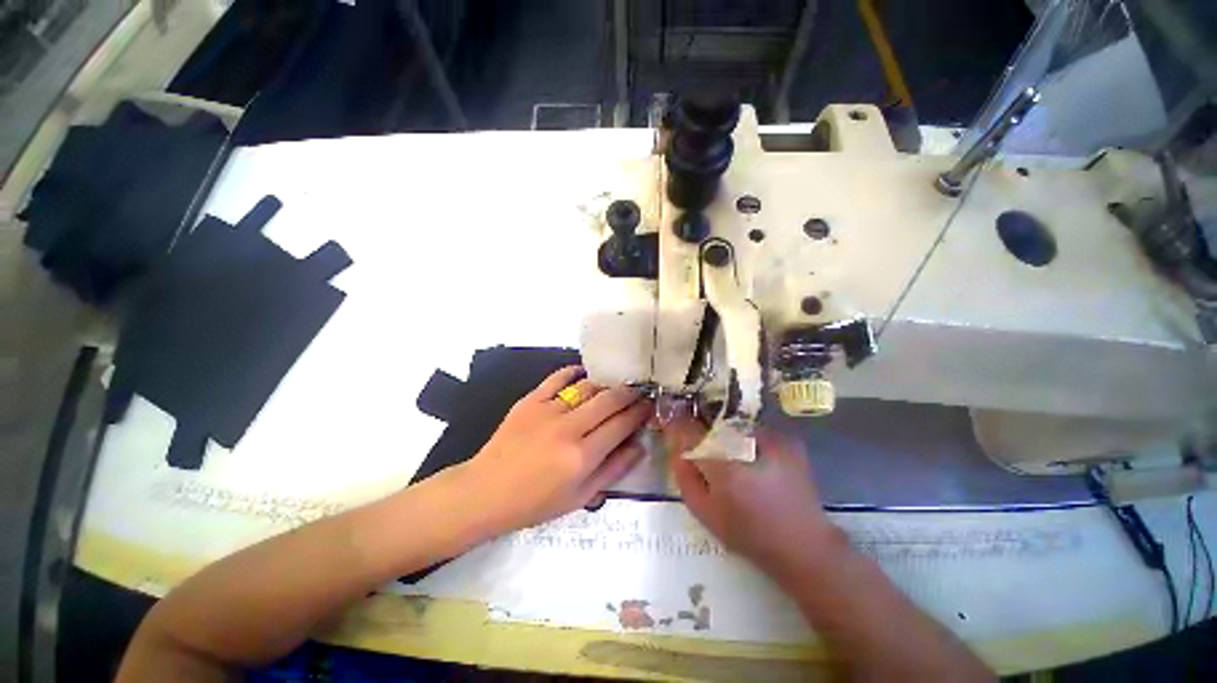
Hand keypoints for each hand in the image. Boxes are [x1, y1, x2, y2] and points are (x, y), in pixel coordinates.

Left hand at [456, 366, 651, 535]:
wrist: (486, 492)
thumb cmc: (535, 502)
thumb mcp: (580, 497)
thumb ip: (613, 470)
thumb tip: (640, 446)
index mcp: (582, 456)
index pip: (621, 424)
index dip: (640, 412)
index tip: (649, 405)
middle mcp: (569, 428)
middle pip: (609, 400)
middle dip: (629, 393)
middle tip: (639, 390)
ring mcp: (548, 410)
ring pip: (587, 387)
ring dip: (607, 383)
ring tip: (616, 383)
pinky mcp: (531, 400)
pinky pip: (557, 378)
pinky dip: (574, 372)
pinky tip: (584, 372)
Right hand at [665, 414, 841, 585]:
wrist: (804, 546)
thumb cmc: (748, 534)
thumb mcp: (704, 511)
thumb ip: (684, 475)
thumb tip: (675, 447)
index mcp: (724, 467)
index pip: (690, 431)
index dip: (677, 424)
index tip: (669, 422)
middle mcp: (748, 444)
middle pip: (710, 424)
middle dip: (701, 432)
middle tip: (700, 449)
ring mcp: (771, 438)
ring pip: (732, 426)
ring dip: (723, 437)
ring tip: (729, 459)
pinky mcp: (786, 440)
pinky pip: (752, 430)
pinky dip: (744, 440)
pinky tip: (751, 461)